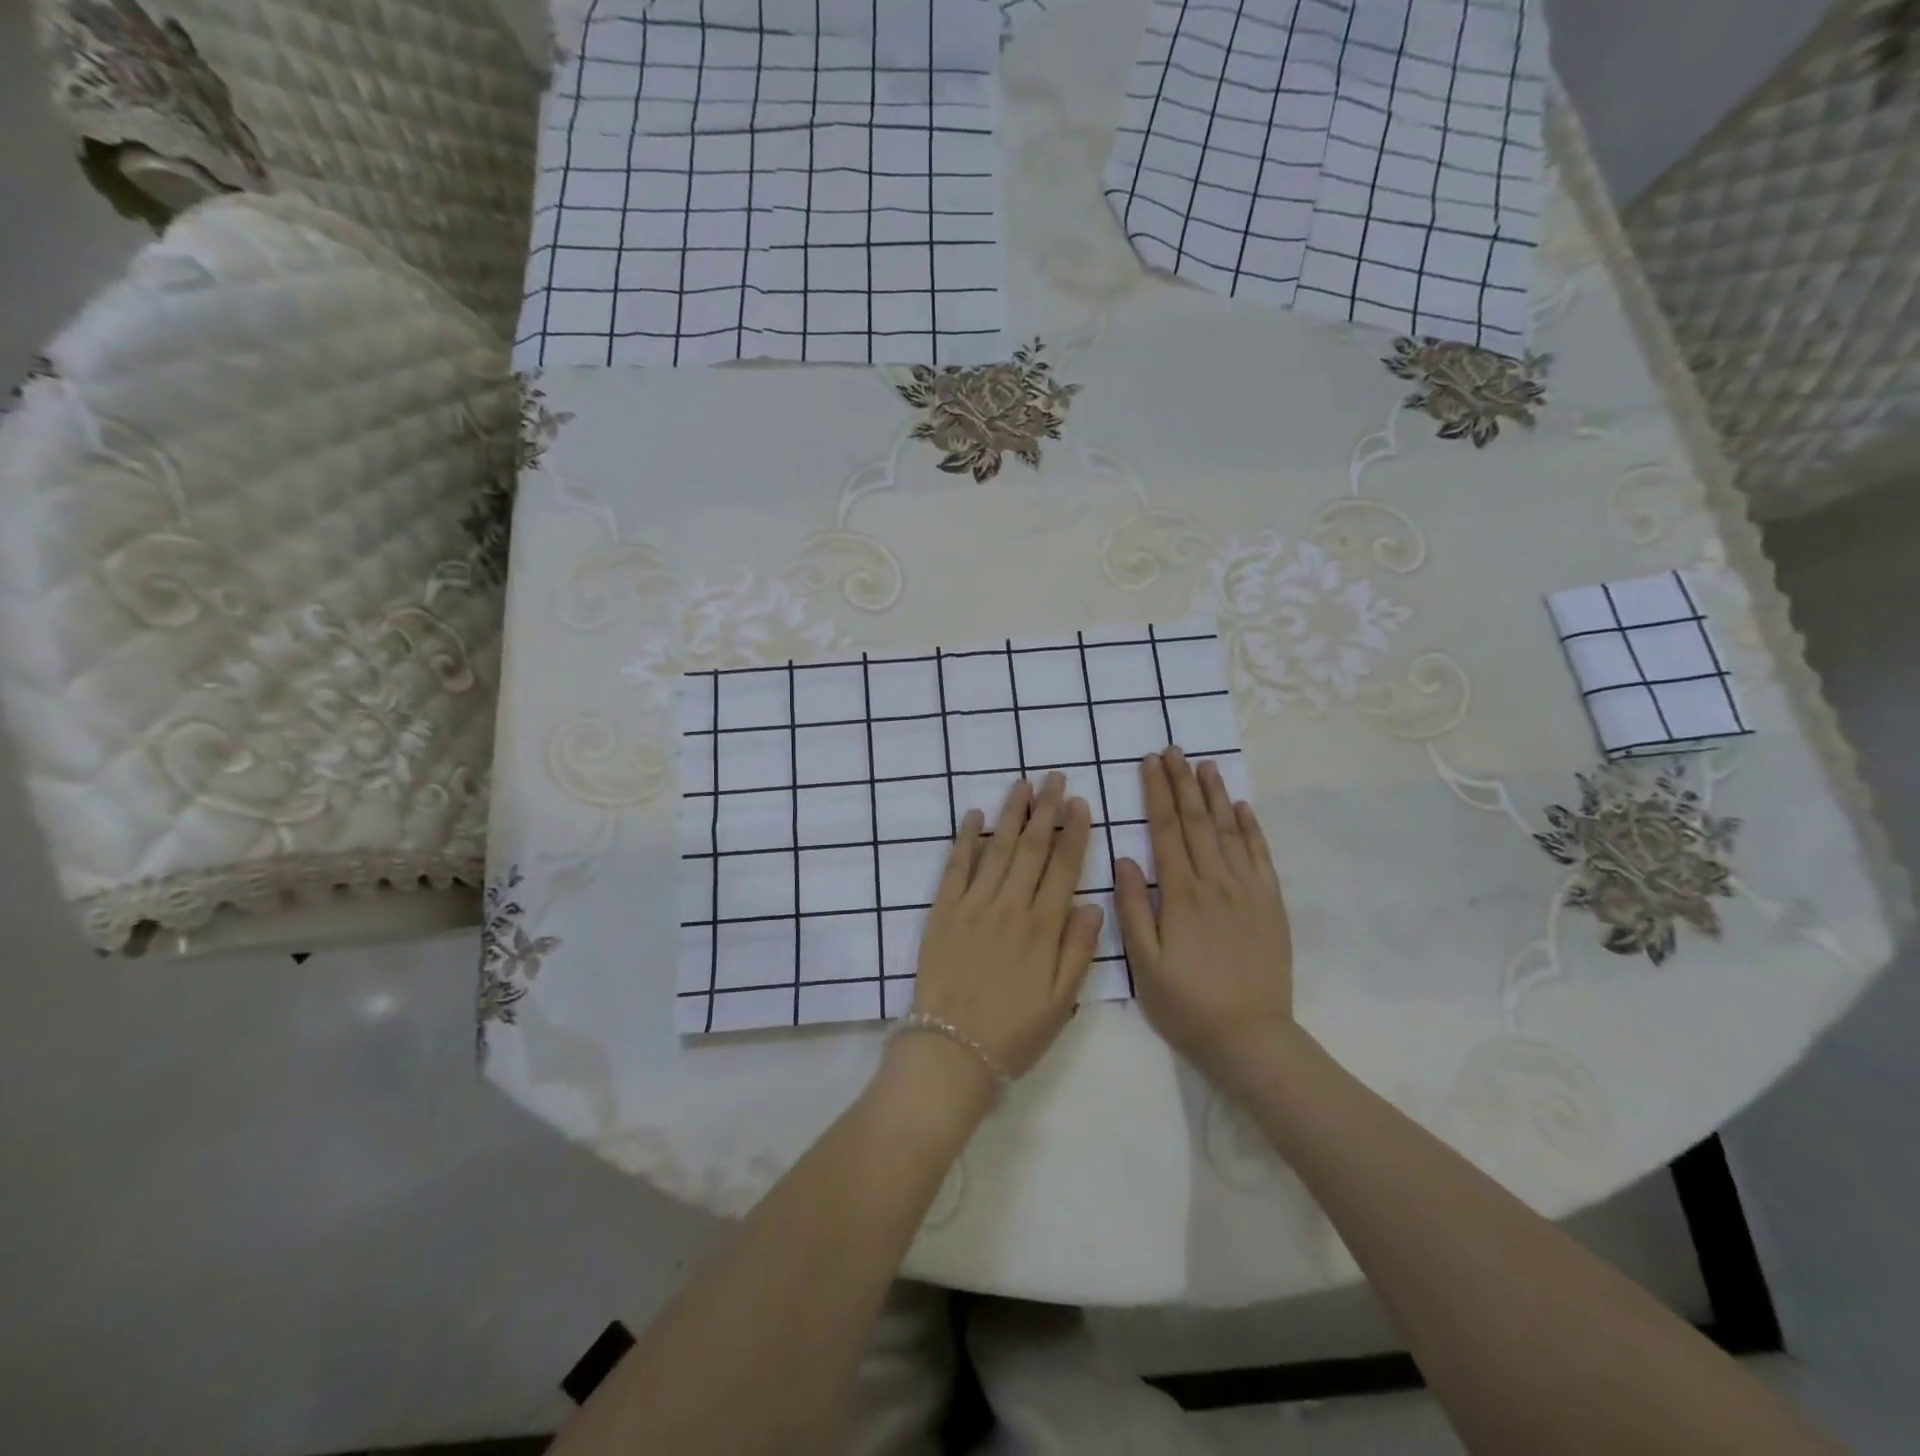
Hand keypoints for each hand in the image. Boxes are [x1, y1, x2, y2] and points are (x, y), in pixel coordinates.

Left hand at [909, 772, 1103, 1088]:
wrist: (950, 1051)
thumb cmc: (1013, 1032)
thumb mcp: (1060, 1002)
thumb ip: (1078, 950)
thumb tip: (1092, 904)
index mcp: (1042, 929)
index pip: (1063, 868)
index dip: (1073, 832)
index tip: (1079, 803)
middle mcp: (1009, 907)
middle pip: (1031, 848)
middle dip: (1045, 809)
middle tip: (1054, 777)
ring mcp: (972, 906)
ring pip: (996, 849)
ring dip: (1011, 813)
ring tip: (1022, 784)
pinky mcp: (942, 911)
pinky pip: (955, 867)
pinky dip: (965, 839)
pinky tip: (975, 815)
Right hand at [1114, 748, 1294, 1082]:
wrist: (1251, 1037)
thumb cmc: (1186, 1003)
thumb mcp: (1144, 963)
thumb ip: (1132, 908)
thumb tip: (1124, 859)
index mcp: (1181, 894)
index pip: (1165, 830)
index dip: (1156, 793)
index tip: (1149, 763)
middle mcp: (1216, 882)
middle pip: (1197, 820)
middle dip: (1182, 782)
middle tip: (1174, 750)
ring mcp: (1248, 891)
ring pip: (1230, 830)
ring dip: (1216, 795)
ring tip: (1205, 764)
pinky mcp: (1271, 905)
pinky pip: (1261, 856)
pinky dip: (1252, 828)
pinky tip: (1243, 807)